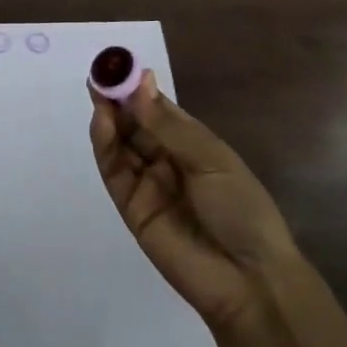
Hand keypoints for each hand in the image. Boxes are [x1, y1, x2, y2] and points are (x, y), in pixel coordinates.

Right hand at [89, 70, 301, 331]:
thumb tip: (141, 81)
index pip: (157, 108)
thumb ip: (167, 125)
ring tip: (97, 94)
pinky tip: (102, 123)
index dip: (137, 87)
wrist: (249, 281)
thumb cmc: (241, 209)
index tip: (118, 65)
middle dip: (117, 99)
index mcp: (192, 143)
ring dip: (108, 119)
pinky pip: (115, 172)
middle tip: (99, 75)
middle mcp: (166, 159)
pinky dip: (105, 147)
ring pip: (120, 145)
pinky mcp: (132, 208)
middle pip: (134, 123)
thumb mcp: (210, 159)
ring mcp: (148, 184)